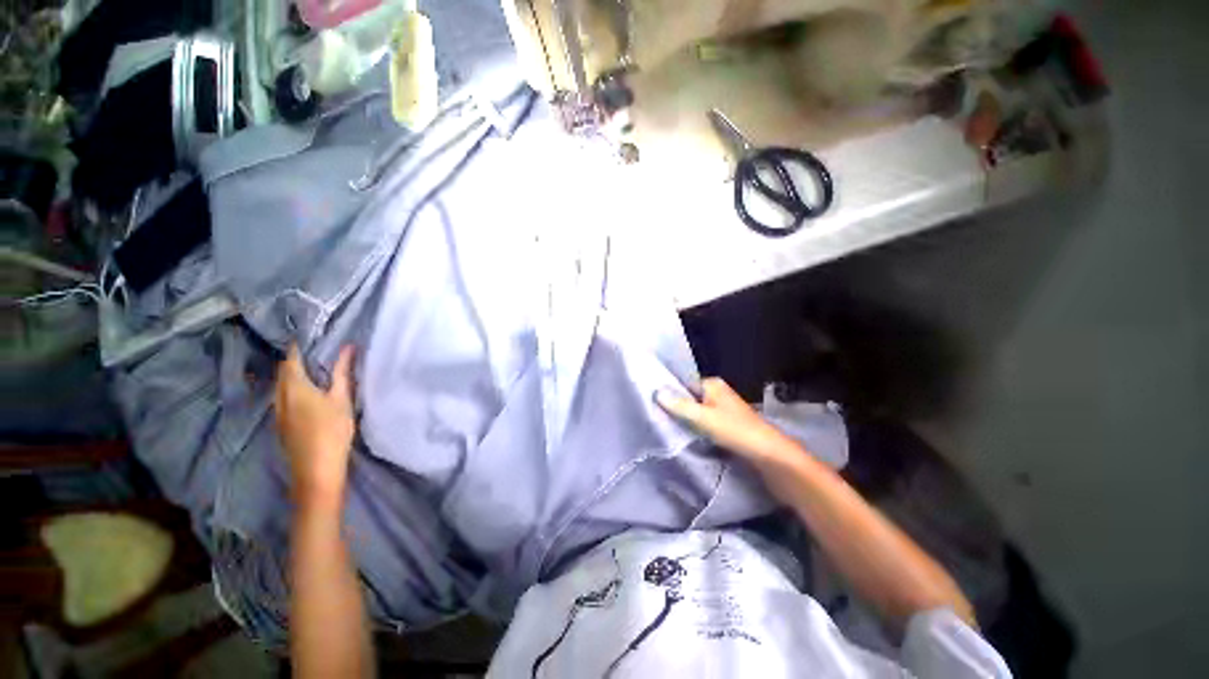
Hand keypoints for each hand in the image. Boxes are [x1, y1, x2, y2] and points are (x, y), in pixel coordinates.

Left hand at [274, 345, 356, 510]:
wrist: (316, 469)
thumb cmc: (332, 430)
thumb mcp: (342, 399)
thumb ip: (343, 372)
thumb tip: (348, 348)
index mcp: (294, 386)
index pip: (291, 358)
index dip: (299, 345)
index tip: (312, 335)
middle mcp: (279, 395)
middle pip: (283, 371)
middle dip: (296, 359)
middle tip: (318, 351)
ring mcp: (277, 411)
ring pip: (282, 385)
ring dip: (294, 374)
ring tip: (316, 369)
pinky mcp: (281, 423)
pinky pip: (283, 397)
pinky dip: (293, 388)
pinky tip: (309, 393)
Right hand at [657, 378, 798, 464]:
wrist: (770, 455)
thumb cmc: (735, 430)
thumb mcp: (703, 417)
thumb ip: (679, 405)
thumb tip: (656, 391)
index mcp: (712, 384)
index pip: (684, 383)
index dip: (670, 393)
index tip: (653, 404)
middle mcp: (718, 393)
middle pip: (690, 397)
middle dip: (676, 407)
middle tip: (658, 418)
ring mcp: (724, 409)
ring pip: (697, 411)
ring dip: (686, 419)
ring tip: (668, 428)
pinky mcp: (728, 424)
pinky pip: (706, 422)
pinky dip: (697, 428)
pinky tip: (687, 436)